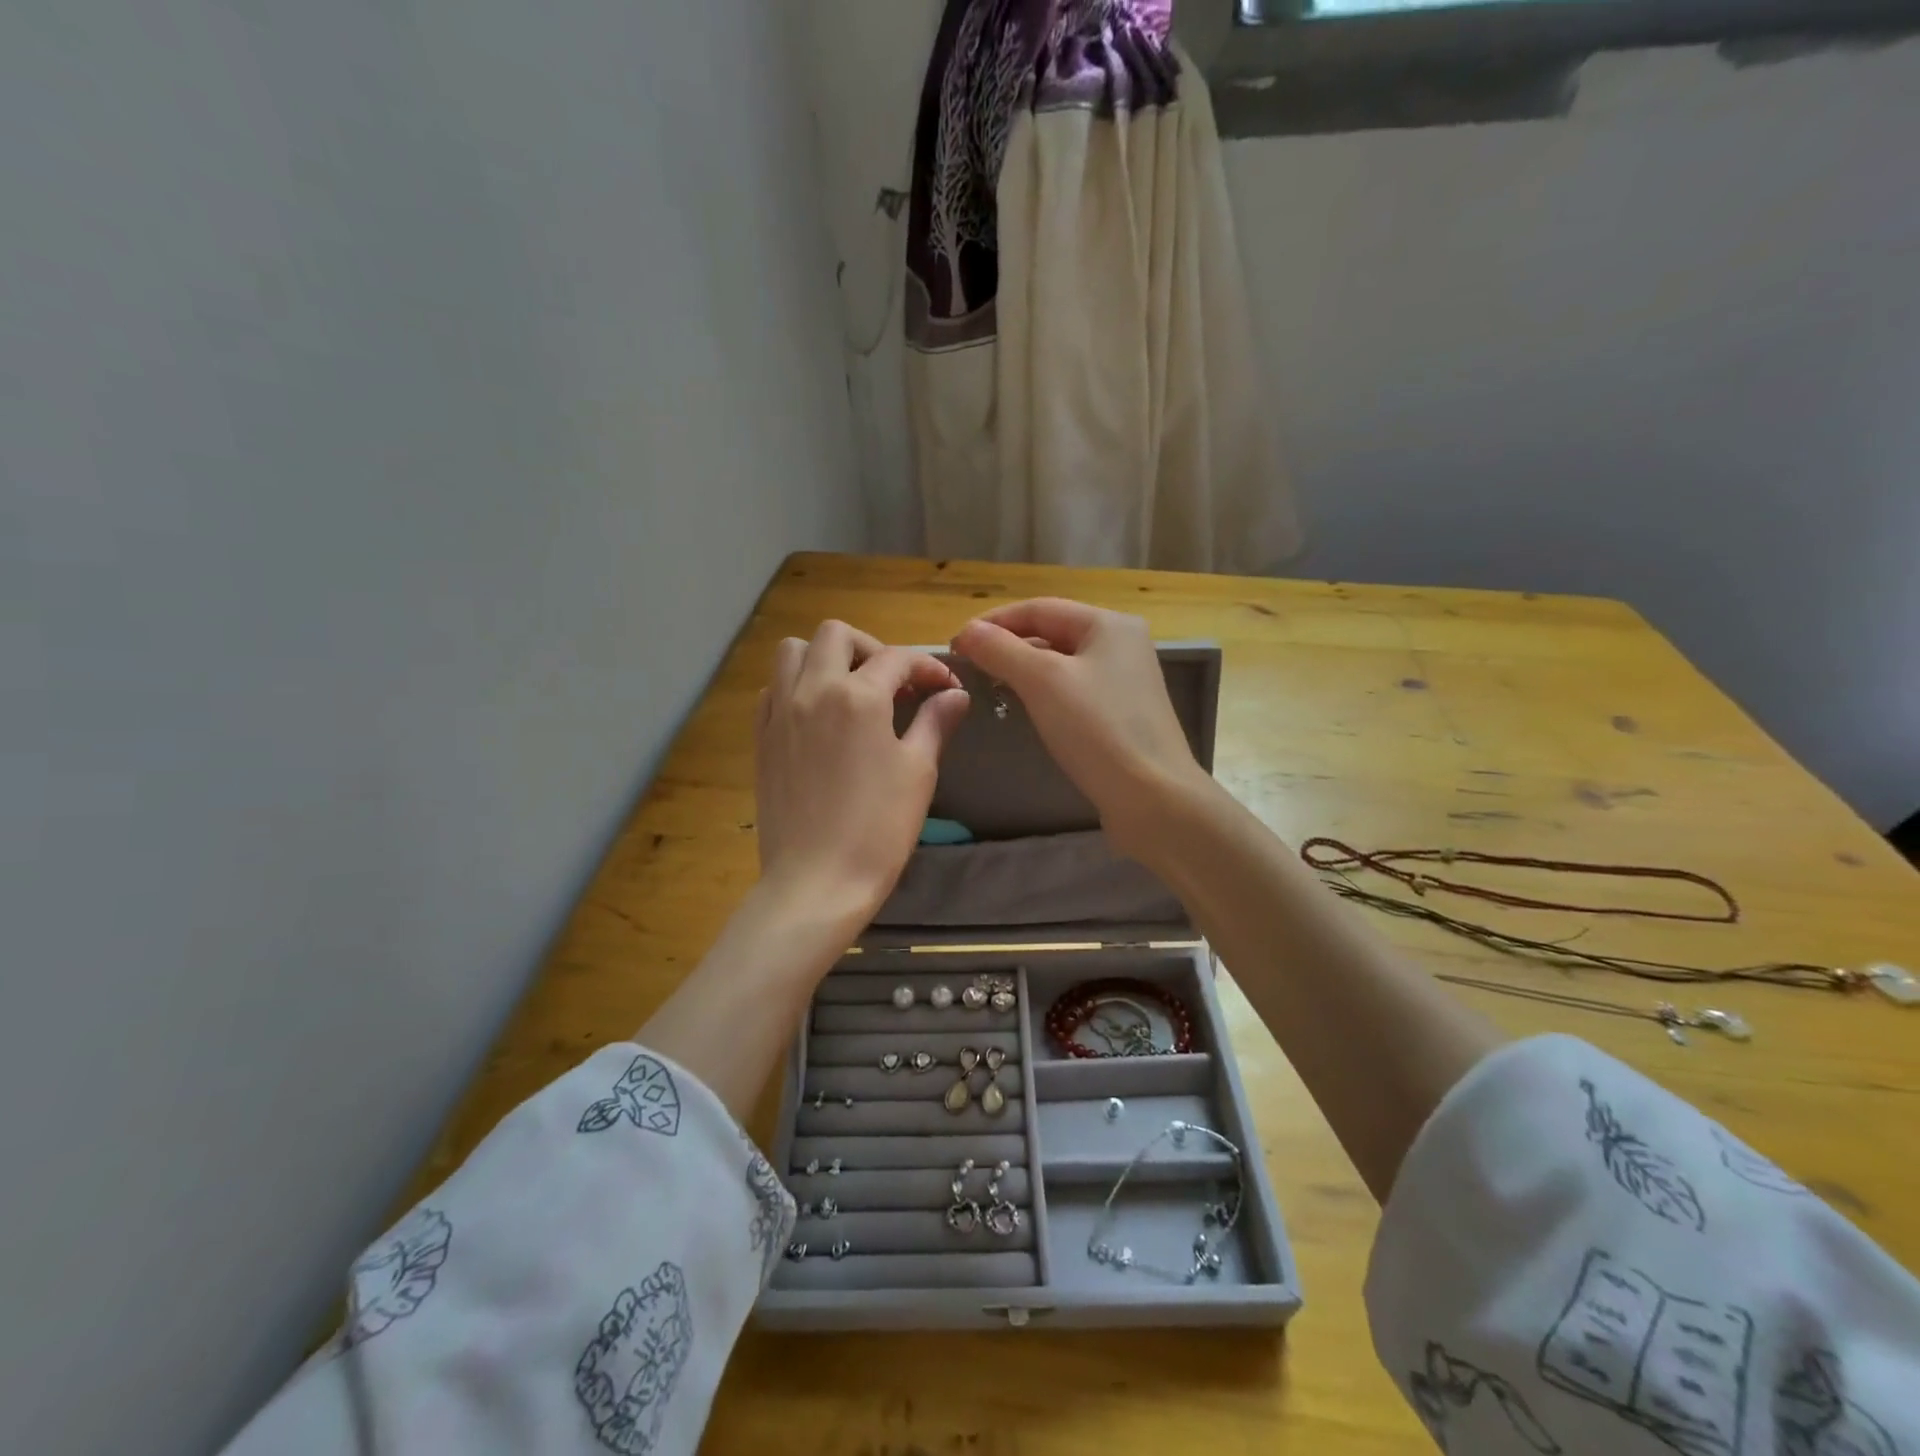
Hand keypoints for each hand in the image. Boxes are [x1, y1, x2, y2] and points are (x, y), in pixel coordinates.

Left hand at [755, 621, 970, 927]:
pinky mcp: (762, 737)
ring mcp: (780, 712)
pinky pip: (773, 688)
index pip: (897, 659)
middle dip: (871, 647)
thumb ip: (935, 723)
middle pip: (836, 635)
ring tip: (850, 690)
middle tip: (893, 682)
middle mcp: (813, 690)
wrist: (817, 880)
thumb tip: (955, 695)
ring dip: (825, 657)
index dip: (928, 668)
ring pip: (793, 651)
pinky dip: (796, 685)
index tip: (945, 688)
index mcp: (858, 697)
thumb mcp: (918, 772)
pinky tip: (818, 716)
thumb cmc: (878, 829)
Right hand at [950, 599, 1211, 862]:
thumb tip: (967, 631)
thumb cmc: (1097, 729)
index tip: (955, 645)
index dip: (993, 622)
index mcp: (1109, 624)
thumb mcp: (1042, 681)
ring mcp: (1125, 681)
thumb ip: (1000, 650)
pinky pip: (1073, 690)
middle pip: (1052, 633)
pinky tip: (1025, 709)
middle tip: (969, 667)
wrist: (1152, 797)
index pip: (1038, 608)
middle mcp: (1121, 644)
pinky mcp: (1122, 714)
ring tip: (989, 686)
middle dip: (1007, 646)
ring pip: (1061, 663)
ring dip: (1023, 669)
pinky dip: (1044, 693)